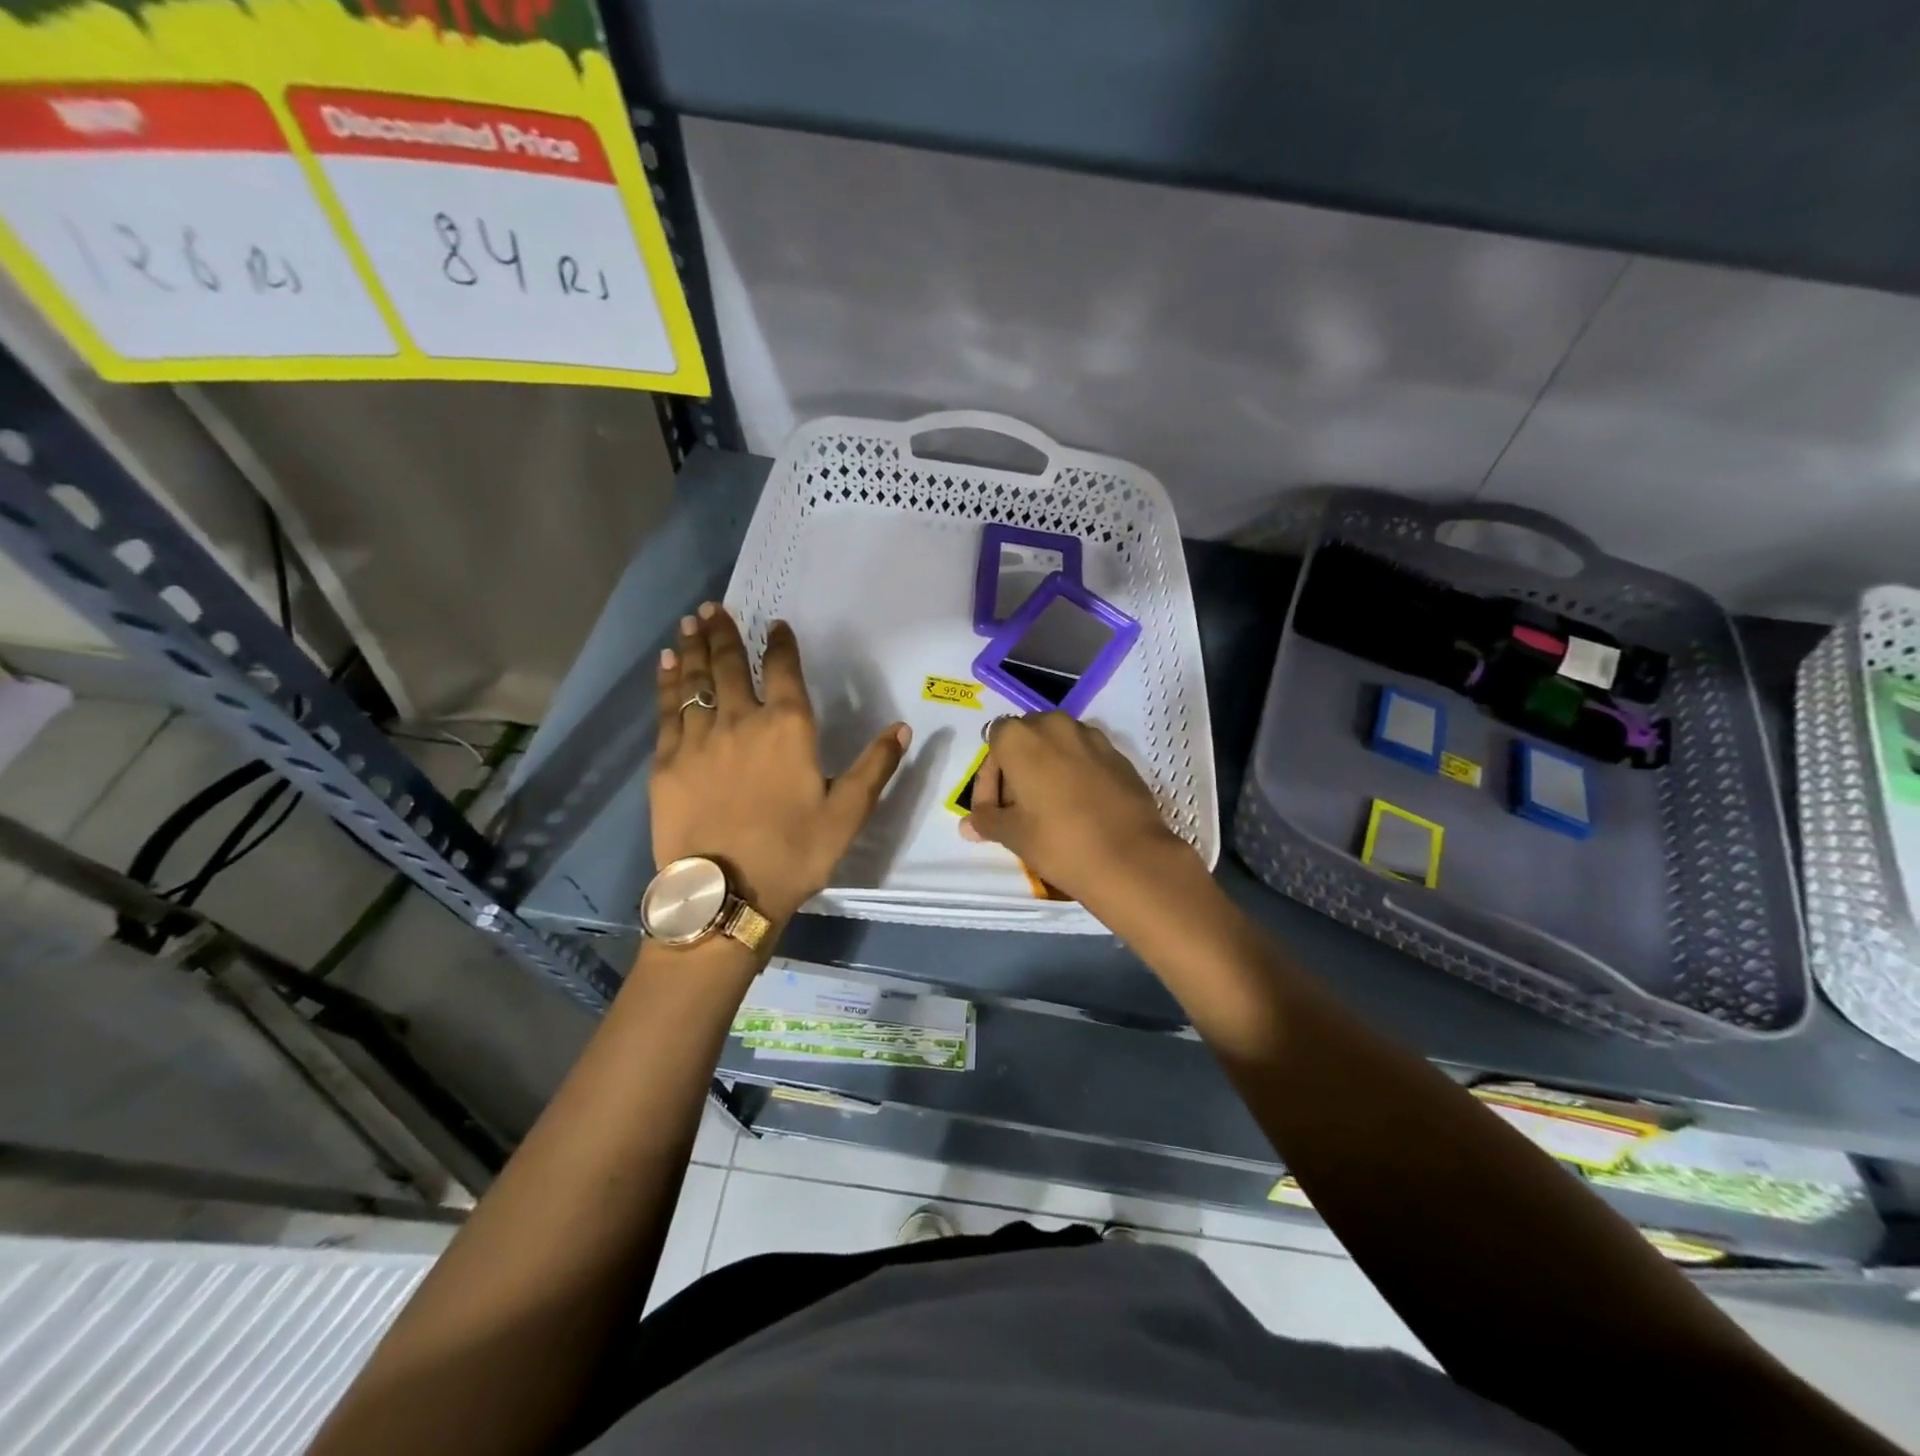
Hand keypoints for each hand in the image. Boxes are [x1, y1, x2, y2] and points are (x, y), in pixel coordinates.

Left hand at [653, 604, 909, 923]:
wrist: (725, 894)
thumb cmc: (794, 853)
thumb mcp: (847, 815)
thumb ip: (874, 767)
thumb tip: (901, 728)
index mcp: (788, 729)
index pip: (783, 671)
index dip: (779, 644)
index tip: (774, 625)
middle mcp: (741, 721)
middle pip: (729, 666)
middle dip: (724, 633)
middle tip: (714, 607)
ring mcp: (699, 739)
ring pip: (695, 681)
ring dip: (694, 648)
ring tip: (691, 621)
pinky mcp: (666, 762)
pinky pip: (667, 710)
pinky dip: (668, 683)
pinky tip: (667, 664)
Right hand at [959, 712, 1198, 907]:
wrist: (1130, 858)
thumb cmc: (1058, 842)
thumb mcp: (1012, 834)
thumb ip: (986, 820)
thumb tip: (967, 824)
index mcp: (1021, 737)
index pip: (994, 741)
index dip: (989, 776)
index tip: (994, 809)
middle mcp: (1055, 725)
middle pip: (1027, 738)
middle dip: (1018, 767)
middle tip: (1018, 806)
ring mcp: (1092, 737)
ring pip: (1058, 745)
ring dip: (1048, 767)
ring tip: (1049, 806)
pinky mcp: (1119, 755)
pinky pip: (1086, 756)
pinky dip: (1076, 773)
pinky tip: (1079, 806)